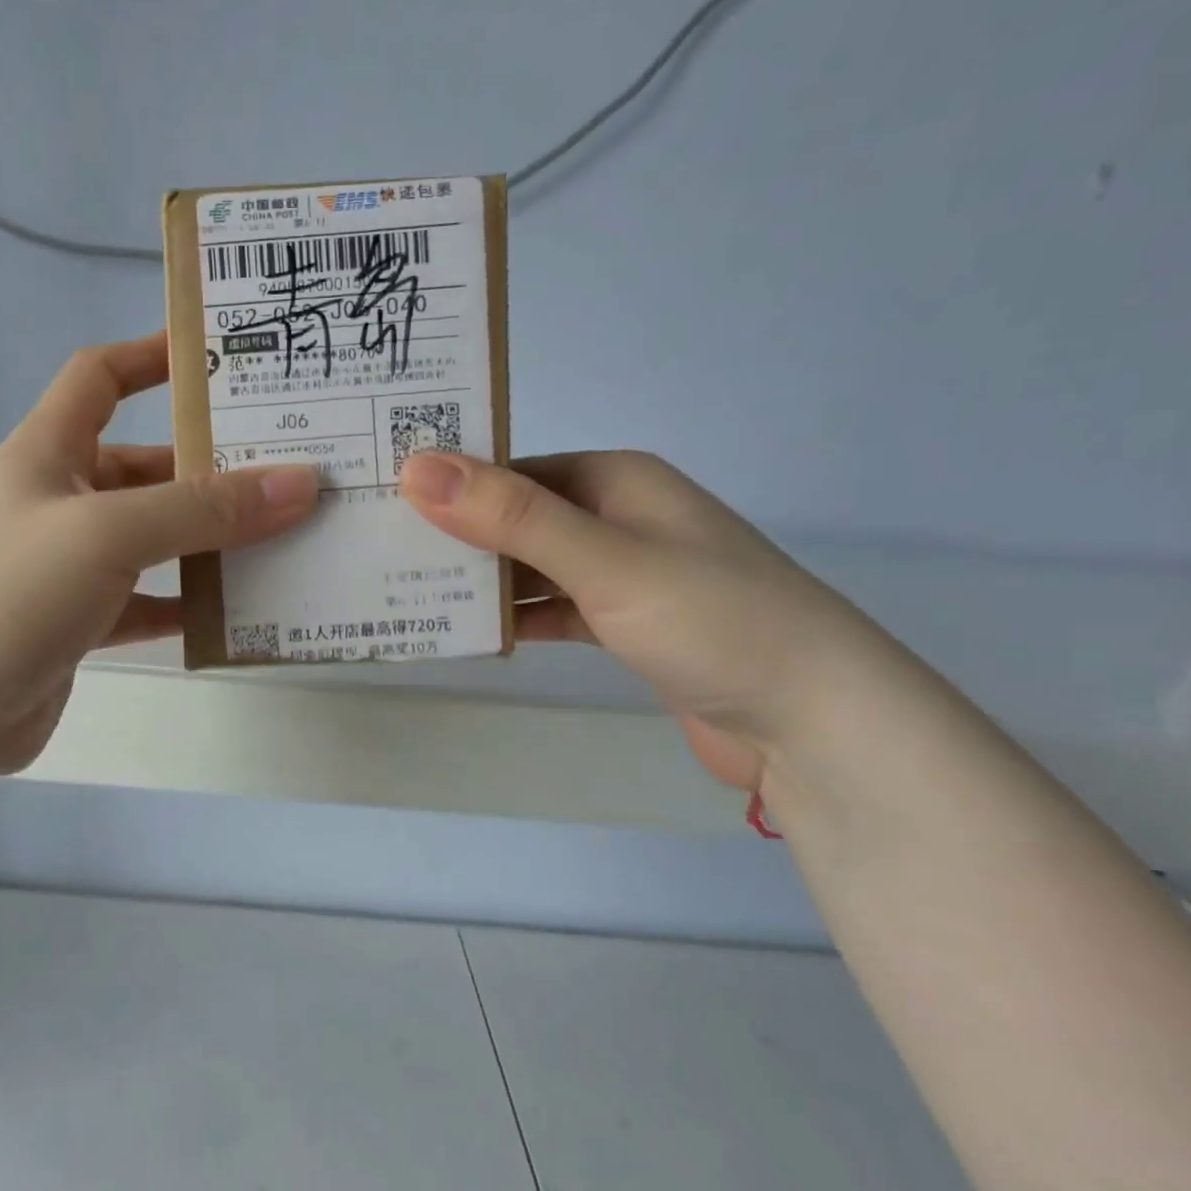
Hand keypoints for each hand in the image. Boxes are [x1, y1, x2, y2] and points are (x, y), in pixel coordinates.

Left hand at [0, 333, 319, 773]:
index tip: (221, 359)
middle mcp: (60, 501)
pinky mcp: (78, 625)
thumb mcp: (106, 534)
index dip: (153, 357)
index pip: (100, 377)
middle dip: (210, 467)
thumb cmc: (3, 594)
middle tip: (291, 470)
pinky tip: (236, 613)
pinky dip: (186, 605)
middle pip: (146, 467)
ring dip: (208, 542)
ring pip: (153, 541)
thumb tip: (302, 482)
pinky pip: (146, 603)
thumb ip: (203, 510)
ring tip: (284, 539)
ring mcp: (68, 567)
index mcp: (49, 452)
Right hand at [401, 450, 895, 791]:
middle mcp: (616, 517)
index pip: (511, 468)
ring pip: (530, 567)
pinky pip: (551, 609)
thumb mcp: (604, 560)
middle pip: (516, 517)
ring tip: (405, 592)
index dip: (448, 481)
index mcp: (615, 480)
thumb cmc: (712, 621)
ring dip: (480, 581)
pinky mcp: (623, 625)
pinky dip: (515, 619)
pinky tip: (468, 633)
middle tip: (377, 551)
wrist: (813, 723)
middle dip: (455, 534)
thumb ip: (511, 517)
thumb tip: (416, 467)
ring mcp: (620, 573)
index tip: (380, 501)